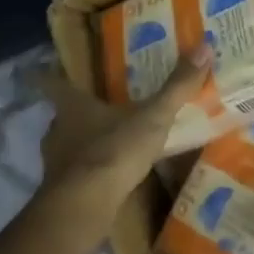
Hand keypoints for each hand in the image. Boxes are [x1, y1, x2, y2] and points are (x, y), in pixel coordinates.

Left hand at [34, 43, 212, 229]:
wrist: (85, 208)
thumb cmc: (114, 151)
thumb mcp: (153, 117)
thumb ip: (177, 86)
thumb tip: (204, 45)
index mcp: (72, 105)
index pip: (52, 82)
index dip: (50, 74)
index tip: (49, 68)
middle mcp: (57, 129)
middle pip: (63, 114)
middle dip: (80, 111)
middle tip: (102, 105)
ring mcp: (55, 162)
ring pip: (68, 144)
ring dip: (85, 142)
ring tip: (111, 141)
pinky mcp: (60, 191)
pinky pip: (77, 173)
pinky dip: (90, 171)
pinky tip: (109, 175)